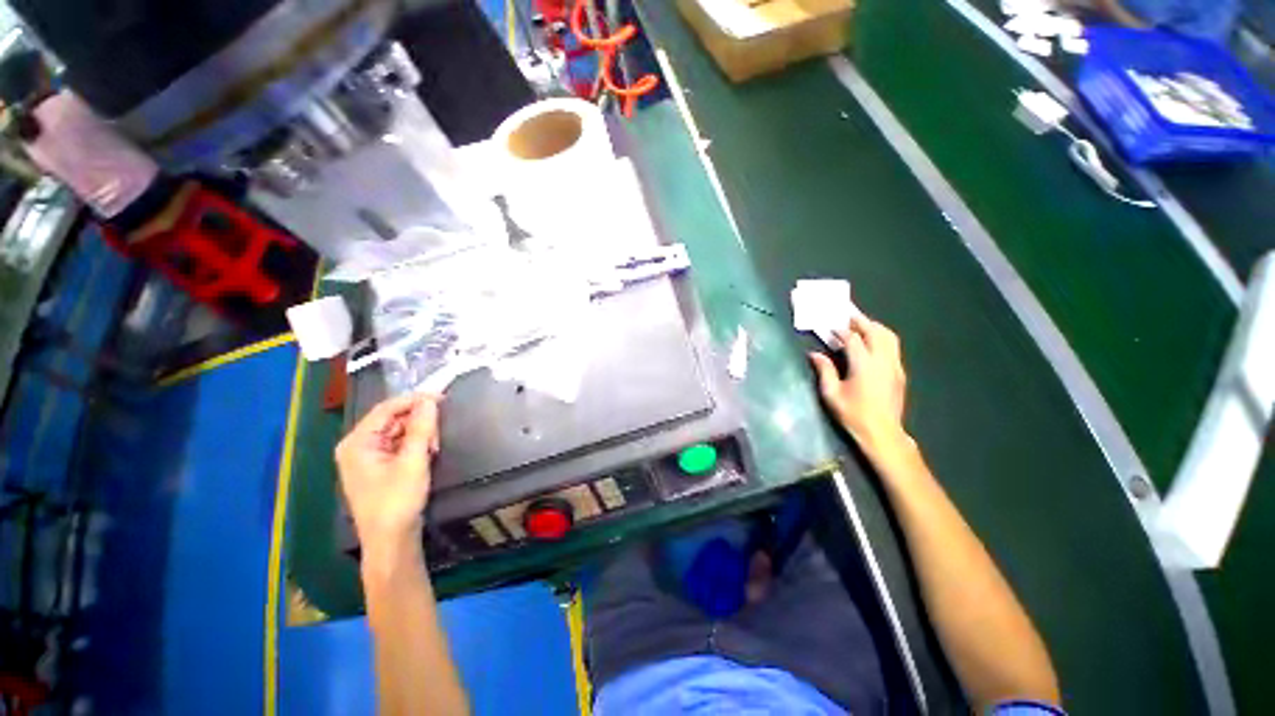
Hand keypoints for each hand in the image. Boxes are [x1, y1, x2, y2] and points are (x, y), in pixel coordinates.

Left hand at [335, 393, 441, 553]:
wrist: (391, 541)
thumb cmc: (397, 501)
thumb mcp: (413, 461)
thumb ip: (422, 428)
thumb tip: (430, 400)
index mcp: (357, 443)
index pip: (386, 409)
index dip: (414, 400)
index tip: (442, 398)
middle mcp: (358, 446)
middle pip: (392, 419)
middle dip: (419, 421)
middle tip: (440, 430)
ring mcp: (368, 458)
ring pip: (398, 432)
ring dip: (420, 434)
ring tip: (435, 447)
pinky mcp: (380, 467)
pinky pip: (399, 445)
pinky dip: (416, 445)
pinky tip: (429, 453)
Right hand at [809, 315, 908, 455]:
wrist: (883, 433)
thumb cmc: (853, 414)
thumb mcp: (831, 394)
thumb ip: (824, 371)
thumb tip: (814, 354)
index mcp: (864, 365)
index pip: (853, 339)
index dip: (841, 331)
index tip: (830, 328)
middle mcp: (882, 361)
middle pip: (875, 332)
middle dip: (861, 322)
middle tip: (847, 317)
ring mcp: (895, 366)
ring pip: (889, 337)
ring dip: (874, 327)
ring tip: (861, 325)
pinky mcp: (900, 373)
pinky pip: (893, 347)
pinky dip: (882, 338)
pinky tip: (872, 344)